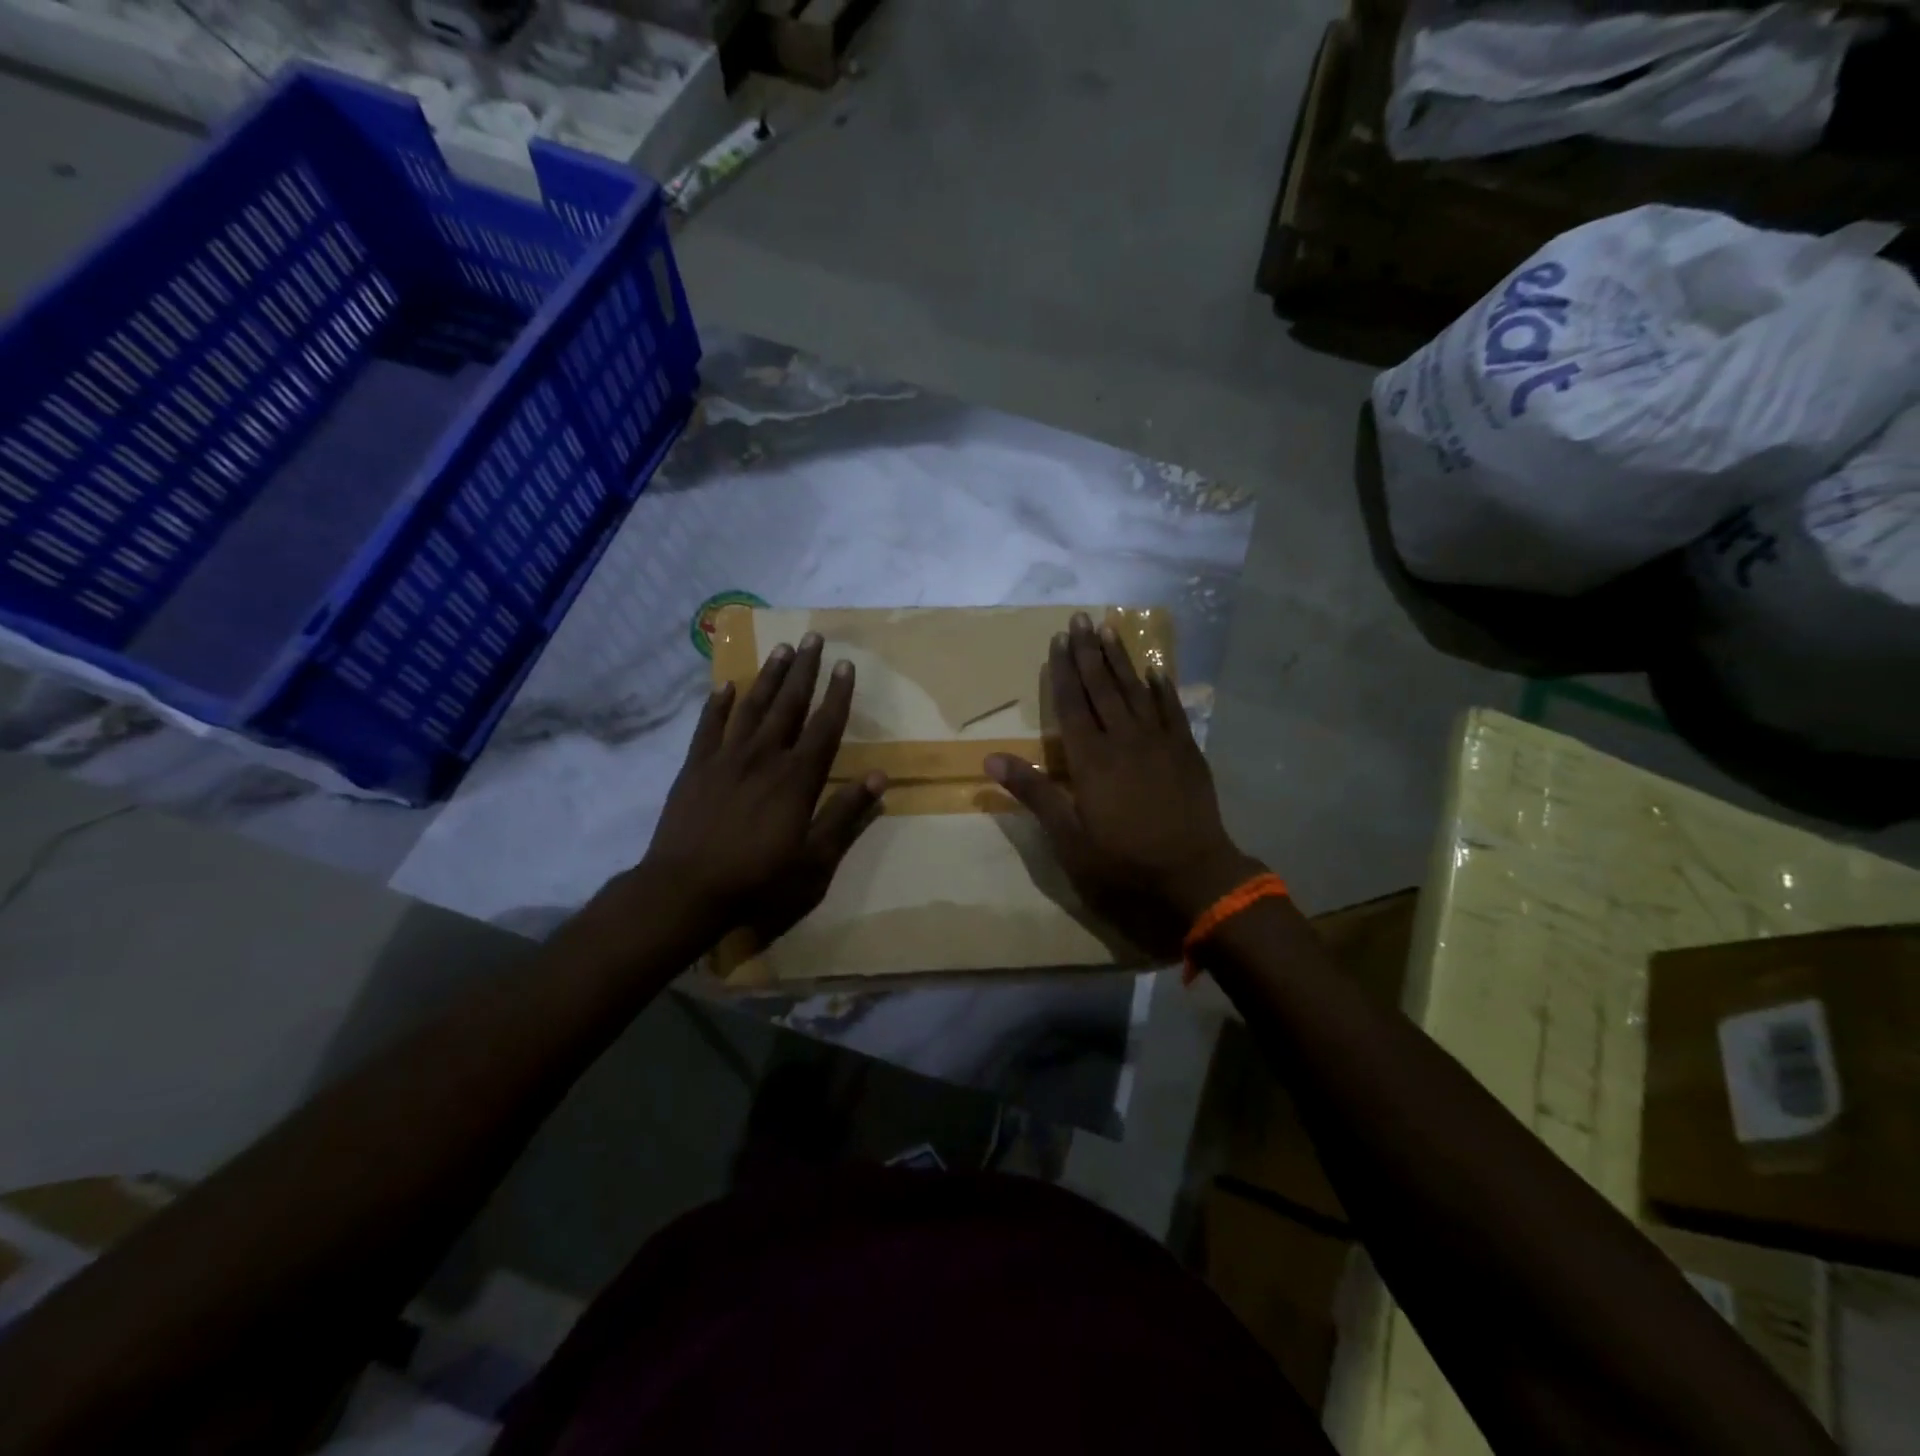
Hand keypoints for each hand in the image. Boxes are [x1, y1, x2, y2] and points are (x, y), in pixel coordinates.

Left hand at [627, 634, 885, 946]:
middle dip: (804, 670)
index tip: (846, 665)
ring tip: (780, 649)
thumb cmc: (757, 880)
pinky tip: (725, 686)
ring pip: (751, 707)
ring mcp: (726, 758)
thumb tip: (879, 777)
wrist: (685, 890)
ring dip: (768, 677)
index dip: (838, 695)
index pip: (825, 726)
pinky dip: (717, 704)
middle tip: (812, 637)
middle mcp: (764, 757)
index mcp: (797, 778)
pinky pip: (708, 726)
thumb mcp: (814, 860)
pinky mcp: (695, 767)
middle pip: (788, 704)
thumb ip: (845, 815)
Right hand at [986, 613, 1260, 959]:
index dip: (1062, 671)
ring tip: (1109, 630)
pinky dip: (1162, 687)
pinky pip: (1172, 709)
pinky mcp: (1187, 750)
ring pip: (1136, 690)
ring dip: (1121, 659)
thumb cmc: (1122, 860)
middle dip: (1089, 652)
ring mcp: (1160, 742)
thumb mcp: (1068, 837)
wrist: (1192, 875)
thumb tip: (991, 758)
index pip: (1072, 704)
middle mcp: (1124, 739)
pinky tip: (1155, 669)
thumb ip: (1034, 792)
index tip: (1057, 640)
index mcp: (1091, 759)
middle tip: (1080, 619)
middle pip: (1103, 687)